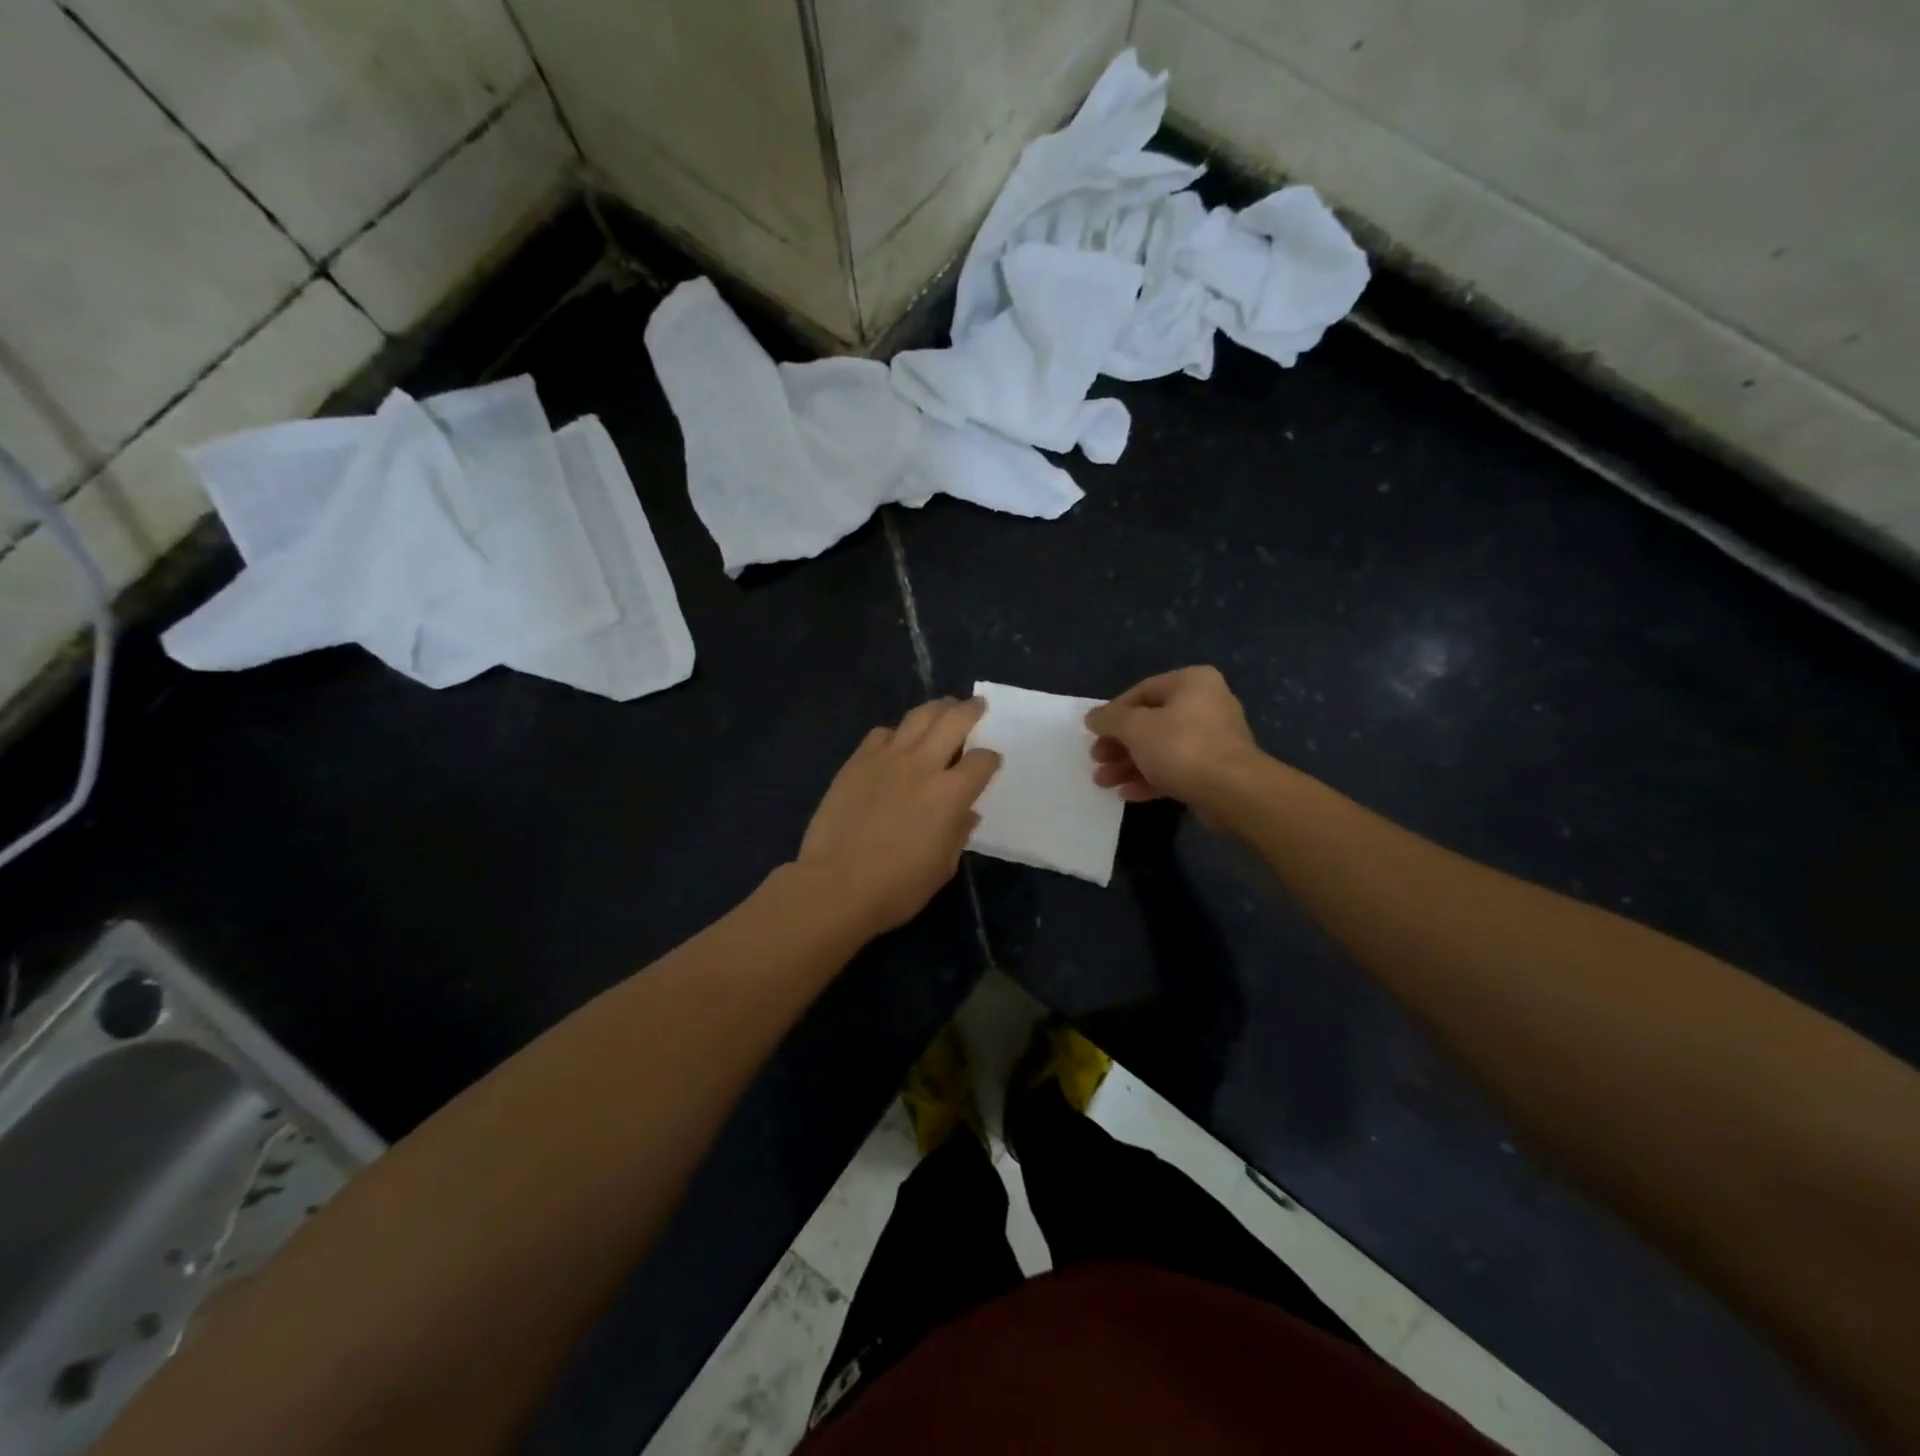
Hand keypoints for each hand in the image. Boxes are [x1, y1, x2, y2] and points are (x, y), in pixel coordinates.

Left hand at [798, 697, 1000, 934]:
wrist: (835, 885)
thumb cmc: (896, 887)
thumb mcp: (942, 867)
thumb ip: (957, 833)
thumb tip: (965, 813)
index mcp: (950, 795)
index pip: (982, 761)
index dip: (990, 759)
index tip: (990, 762)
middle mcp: (922, 766)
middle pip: (954, 721)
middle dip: (971, 711)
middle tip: (977, 706)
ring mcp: (887, 759)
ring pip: (918, 717)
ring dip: (937, 708)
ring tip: (944, 707)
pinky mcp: (857, 761)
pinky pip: (882, 733)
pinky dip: (896, 733)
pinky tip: (897, 742)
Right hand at [1083, 666, 1265, 820]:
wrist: (1233, 792)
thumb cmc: (1181, 747)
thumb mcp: (1135, 727)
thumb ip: (1109, 719)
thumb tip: (1091, 717)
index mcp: (1191, 683)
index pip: (1141, 691)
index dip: (1112, 713)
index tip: (1093, 733)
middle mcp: (1206, 704)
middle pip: (1150, 722)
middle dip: (1119, 744)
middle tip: (1096, 759)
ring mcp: (1213, 739)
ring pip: (1161, 748)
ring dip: (1129, 765)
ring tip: (1103, 782)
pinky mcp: (1215, 770)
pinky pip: (1176, 769)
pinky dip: (1150, 778)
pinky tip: (1126, 794)